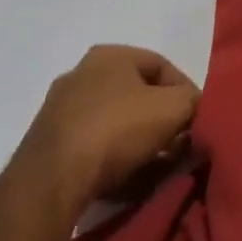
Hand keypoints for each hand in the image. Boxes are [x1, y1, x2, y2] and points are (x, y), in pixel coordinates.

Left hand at [10, 45, 201, 218]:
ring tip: (157, 166)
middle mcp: (80, 76)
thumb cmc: (117, 130)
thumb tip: (196, 111)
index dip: (186, 93)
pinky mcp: (44, 148)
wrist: (49, 184)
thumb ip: (194, 102)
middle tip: (179, 143)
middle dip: (162, 120)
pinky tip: (128, 178)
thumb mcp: (175, 108)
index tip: (196, 119)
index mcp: (110, 55)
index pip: (163, 67)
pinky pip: (92, 148)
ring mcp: (58, 112)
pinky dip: (113, 159)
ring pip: (115, 123)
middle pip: (138, 96)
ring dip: (140, 142)